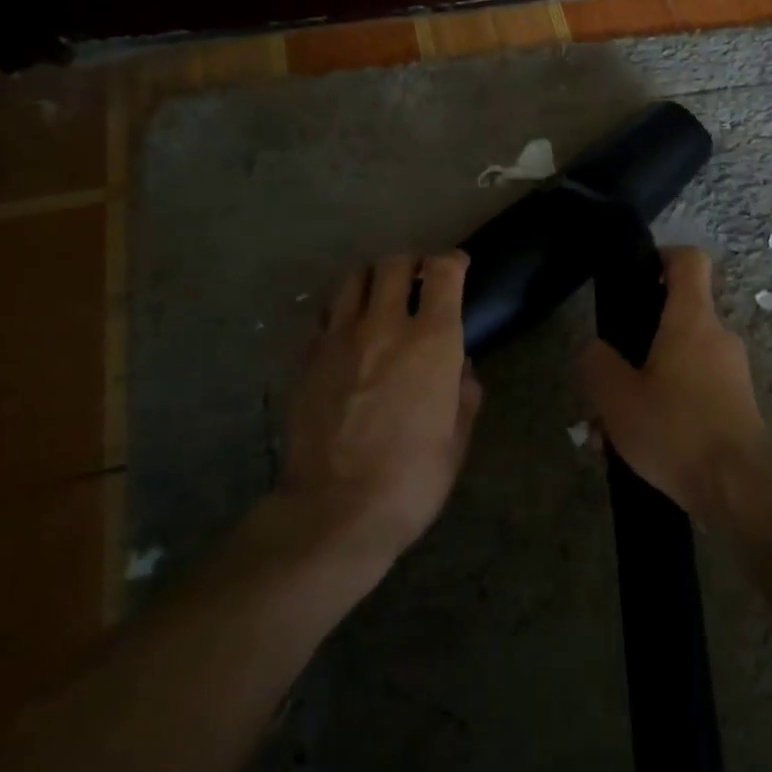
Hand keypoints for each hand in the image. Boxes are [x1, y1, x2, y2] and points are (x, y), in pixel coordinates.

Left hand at [284, 252, 481, 556]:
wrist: (335, 511)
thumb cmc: (412, 478)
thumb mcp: (457, 439)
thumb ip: (464, 393)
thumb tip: (460, 369)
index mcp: (432, 341)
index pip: (443, 272)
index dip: (453, 261)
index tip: (458, 267)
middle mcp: (385, 325)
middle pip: (394, 264)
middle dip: (411, 264)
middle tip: (418, 281)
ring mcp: (340, 339)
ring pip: (354, 280)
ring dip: (373, 281)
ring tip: (380, 300)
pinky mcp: (307, 358)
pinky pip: (325, 316)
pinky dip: (341, 314)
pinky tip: (347, 335)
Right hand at [577, 247, 771, 519]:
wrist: (740, 488)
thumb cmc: (676, 431)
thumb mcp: (617, 399)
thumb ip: (597, 364)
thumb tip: (595, 348)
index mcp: (692, 319)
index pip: (689, 260)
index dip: (662, 257)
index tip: (636, 276)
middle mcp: (718, 335)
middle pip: (677, 315)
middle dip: (638, 341)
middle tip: (608, 377)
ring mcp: (733, 370)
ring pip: (681, 359)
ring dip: (648, 381)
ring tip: (616, 426)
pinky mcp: (738, 402)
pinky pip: (696, 388)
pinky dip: (669, 403)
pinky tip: (644, 444)